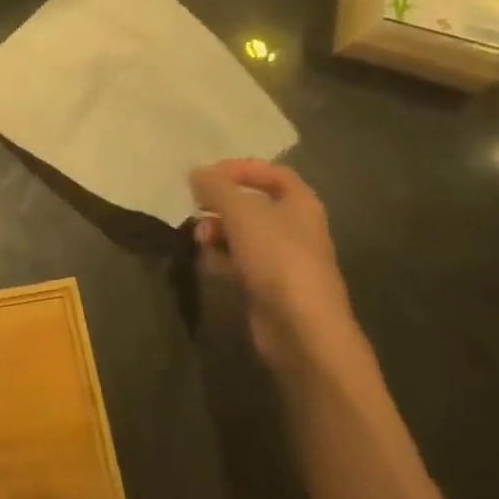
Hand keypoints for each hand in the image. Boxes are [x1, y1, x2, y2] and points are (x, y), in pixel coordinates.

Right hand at [190, 159, 355, 368]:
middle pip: (252, 204)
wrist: (301, 329)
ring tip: (201, 238)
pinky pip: (239, 263)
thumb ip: (216, 187)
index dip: (240, 168)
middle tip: (197, 206)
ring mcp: (282, 260)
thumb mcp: (241, 211)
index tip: (208, 174)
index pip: (271, 173)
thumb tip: (197, 173)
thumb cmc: (277, 258)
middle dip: (221, 204)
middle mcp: (295, 228)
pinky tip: (211, 264)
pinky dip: (223, 260)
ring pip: (242, 234)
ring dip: (217, 232)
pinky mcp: (268, 287)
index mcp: (300, 203)